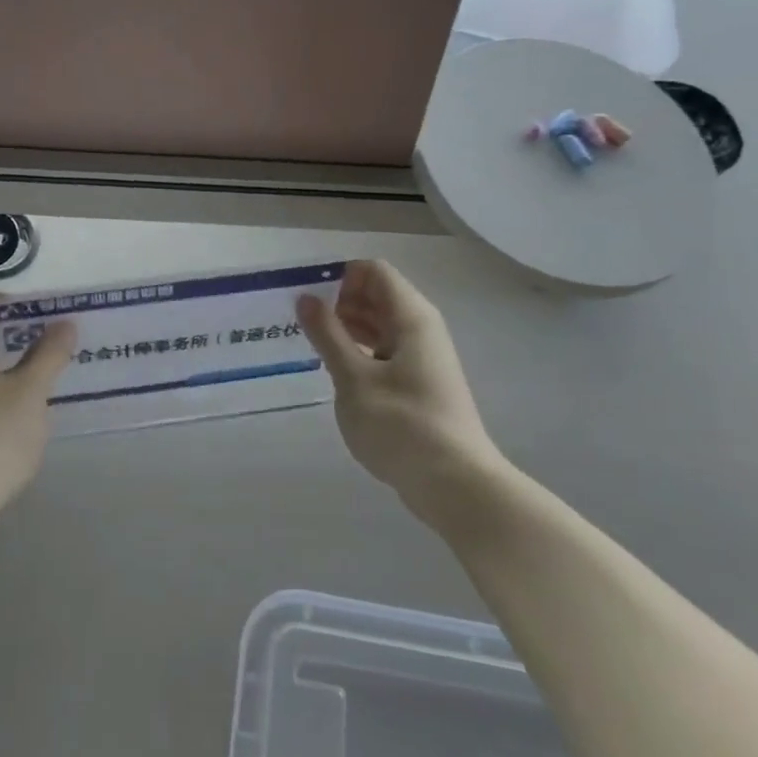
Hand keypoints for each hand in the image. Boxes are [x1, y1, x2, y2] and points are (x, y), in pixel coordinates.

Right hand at [297, 260, 505, 504]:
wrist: (455, 485)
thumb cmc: (402, 425)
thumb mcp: (354, 378)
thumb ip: (328, 335)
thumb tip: (306, 297)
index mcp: (411, 317)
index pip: (373, 271)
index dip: (339, 277)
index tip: (308, 300)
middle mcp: (420, 328)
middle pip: (376, 295)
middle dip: (338, 302)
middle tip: (301, 325)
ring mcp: (421, 357)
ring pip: (379, 324)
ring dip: (345, 328)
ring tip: (311, 346)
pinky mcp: (418, 383)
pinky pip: (383, 350)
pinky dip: (358, 351)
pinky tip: (335, 371)